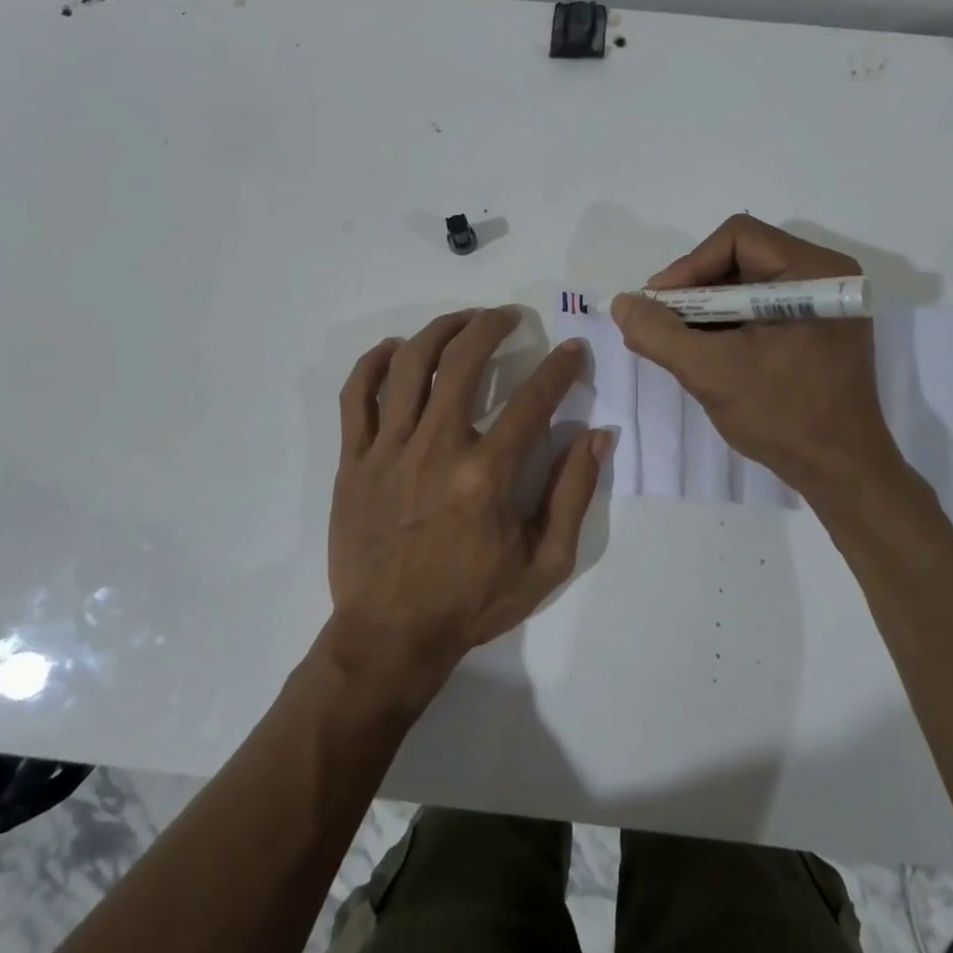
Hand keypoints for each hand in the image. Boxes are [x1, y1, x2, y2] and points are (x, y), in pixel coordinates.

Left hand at [324, 307, 609, 707]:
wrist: (391, 636)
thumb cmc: (472, 602)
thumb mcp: (545, 563)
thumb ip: (574, 494)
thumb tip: (598, 435)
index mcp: (486, 475)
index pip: (533, 400)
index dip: (561, 368)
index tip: (574, 349)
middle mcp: (436, 448)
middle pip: (463, 361)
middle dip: (492, 326)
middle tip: (509, 316)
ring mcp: (388, 451)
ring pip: (409, 365)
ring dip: (439, 330)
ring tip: (462, 321)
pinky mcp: (354, 460)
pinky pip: (356, 396)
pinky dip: (373, 363)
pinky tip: (395, 350)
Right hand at [610, 215, 909, 504]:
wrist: (841, 473)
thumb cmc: (783, 416)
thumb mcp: (711, 372)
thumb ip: (660, 333)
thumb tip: (622, 303)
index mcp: (814, 272)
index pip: (737, 238)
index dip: (689, 266)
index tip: (658, 304)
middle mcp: (824, 276)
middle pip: (741, 258)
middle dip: (694, 290)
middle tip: (661, 322)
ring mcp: (823, 305)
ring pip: (747, 285)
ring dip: (706, 309)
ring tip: (676, 341)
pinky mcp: (817, 329)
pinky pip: (760, 309)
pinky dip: (727, 324)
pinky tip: (704, 351)